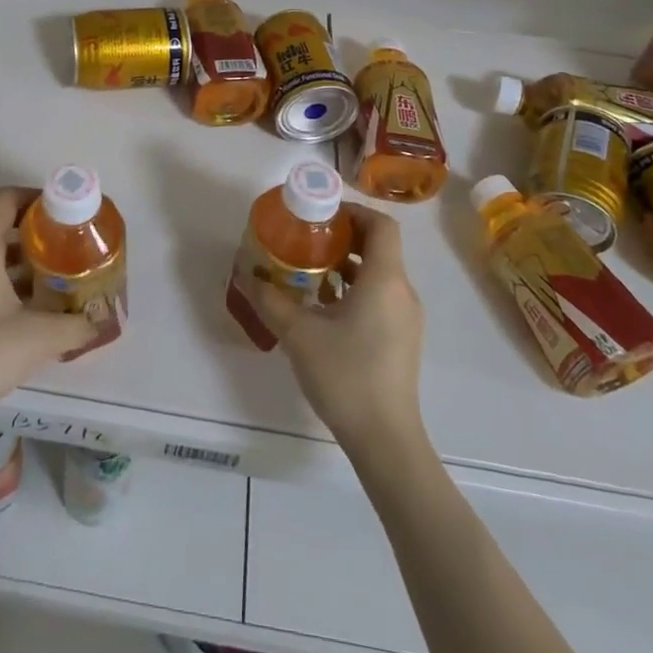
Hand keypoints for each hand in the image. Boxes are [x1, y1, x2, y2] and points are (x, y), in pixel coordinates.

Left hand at [0, 188, 95, 426]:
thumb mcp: (39, 337)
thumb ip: (75, 325)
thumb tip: (99, 322)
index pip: (4, 199)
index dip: (34, 196)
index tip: (62, 209)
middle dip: (31, 223)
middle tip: (64, 235)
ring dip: (20, 251)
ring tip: (55, 266)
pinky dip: (7, 275)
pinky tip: (32, 302)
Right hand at [248, 206, 425, 450]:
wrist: (385, 440)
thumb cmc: (346, 375)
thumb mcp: (299, 333)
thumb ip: (270, 299)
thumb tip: (246, 273)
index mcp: (385, 279)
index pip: (381, 225)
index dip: (353, 211)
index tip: (321, 215)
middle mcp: (402, 292)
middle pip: (379, 247)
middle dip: (343, 237)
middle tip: (307, 239)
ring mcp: (406, 318)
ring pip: (379, 274)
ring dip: (347, 265)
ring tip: (309, 272)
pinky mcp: (402, 339)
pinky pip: (381, 297)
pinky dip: (355, 290)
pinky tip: (324, 308)